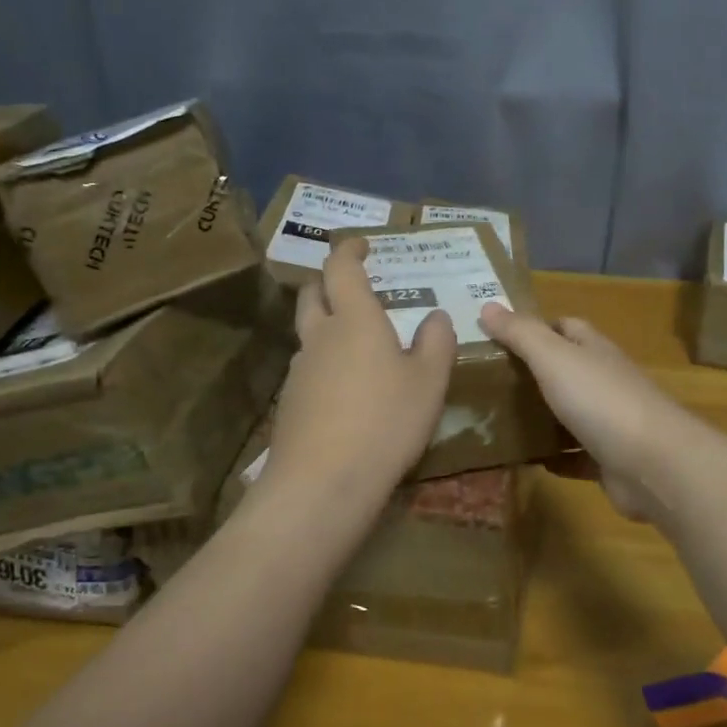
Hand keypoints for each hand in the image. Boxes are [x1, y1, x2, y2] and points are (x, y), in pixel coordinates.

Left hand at [261, 238, 457, 533]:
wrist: (323, 483)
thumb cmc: (386, 421)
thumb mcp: (429, 382)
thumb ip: (437, 342)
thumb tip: (436, 316)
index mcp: (355, 321)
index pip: (341, 268)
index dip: (349, 250)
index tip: (361, 244)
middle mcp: (320, 337)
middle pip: (313, 294)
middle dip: (329, 281)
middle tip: (352, 285)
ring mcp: (299, 371)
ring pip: (309, 334)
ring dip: (328, 326)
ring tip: (358, 344)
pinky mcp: (290, 403)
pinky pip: (308, 369)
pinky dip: (326, 364)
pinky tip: (347, 391)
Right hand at [477, 304, 691, 521]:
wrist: (654, 464)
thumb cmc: (601, 401)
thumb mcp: (554, 358)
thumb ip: (521, 333)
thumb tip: (487, 305)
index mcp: (594, 350)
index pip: (565, 327)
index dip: (535, 328)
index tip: (498, 337)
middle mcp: (604, 381)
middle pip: (566, 370)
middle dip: (532, 374)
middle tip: (487, 383)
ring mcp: (610, 421)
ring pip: (569, 413)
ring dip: (541, 417)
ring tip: (496, 421)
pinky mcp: (609, 460)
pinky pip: (575, 455)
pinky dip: (554, 457)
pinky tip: (526, 460)